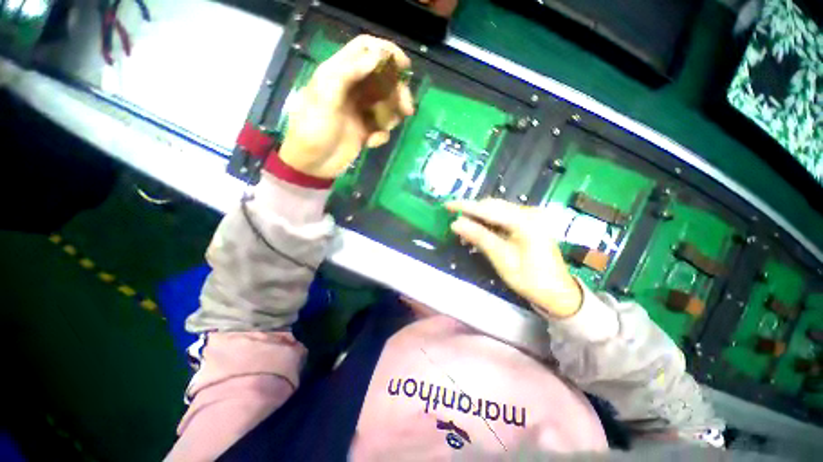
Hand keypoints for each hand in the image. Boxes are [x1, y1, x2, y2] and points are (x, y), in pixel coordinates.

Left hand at [278, 35, 414, 178]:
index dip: (386, 51)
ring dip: (392, 116)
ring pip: (386, 104)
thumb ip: (348, 73)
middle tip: (407, 108)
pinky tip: (370, 143)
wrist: (312, 164)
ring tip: (384, 129)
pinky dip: (381, 135)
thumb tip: (377, 55)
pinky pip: (382, 128)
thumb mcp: (325, 97)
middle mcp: (352, 89)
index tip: (405, 66)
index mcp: (338, 73)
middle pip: (382, 79)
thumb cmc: (313, 129)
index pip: (364, 49)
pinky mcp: (365, 131)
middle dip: (398, 92)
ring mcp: (359, 111)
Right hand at [446, 199, 582, 318]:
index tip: (447, 205)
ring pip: (496, 210)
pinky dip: (488, 223)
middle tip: (453, 219)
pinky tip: (478, 230)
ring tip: (463, 227)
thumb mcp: (502, 259)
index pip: (489, 209)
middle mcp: (528, 213)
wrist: (557, 292)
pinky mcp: (528, 223)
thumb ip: (479, 237)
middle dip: (471, 211)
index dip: (466, 207)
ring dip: (478, 217)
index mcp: (525, 221)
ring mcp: (529, 217)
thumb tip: (456, 223)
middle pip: (493, 206)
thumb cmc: (530, 279)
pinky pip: (502, 217)